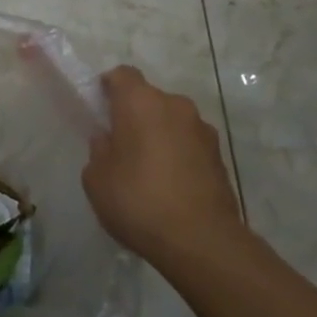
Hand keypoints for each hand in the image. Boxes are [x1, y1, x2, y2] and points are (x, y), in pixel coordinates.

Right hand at [82, 66, 240, 263]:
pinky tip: (170, 185)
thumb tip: (109, 140)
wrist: (202, 242)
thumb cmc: (138, 200)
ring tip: (148, 169)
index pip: (122, 75)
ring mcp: (202, 130)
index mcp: (140, 102)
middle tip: (121, 144)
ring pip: (172, 121)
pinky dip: (179, 155)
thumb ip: (99, 150)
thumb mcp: (96, 178)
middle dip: (134, 114)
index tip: (100, 109)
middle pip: (149, 98)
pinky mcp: (220, 156)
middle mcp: (175, 106)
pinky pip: (190, 144)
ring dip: (159, 134)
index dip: (109, 87)